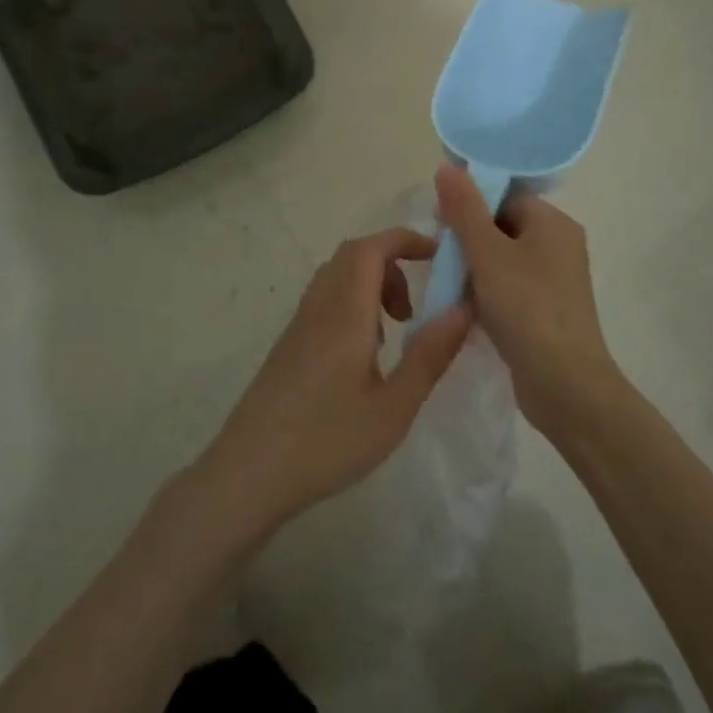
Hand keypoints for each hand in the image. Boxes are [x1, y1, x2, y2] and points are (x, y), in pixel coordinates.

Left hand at [195, 228, 473, 539]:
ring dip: (373, 286)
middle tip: (416, 308)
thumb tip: (463, 307)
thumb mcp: (394, 407)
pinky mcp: (289, 344)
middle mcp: (319, 305)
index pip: (372, 247)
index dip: (407, 240)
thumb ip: (430, 354)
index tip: (440, 257)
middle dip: (393, 264)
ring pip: (338, 277)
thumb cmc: (327, 440)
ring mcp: (299, 323)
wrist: (249, 472)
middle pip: (355, 255)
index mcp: (345, 311)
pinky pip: (326, 300)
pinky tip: (364, 355)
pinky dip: (354, 305)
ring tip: (396, 332)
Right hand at [433, 164, 621, 435]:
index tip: (439, 222)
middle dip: (468, 238)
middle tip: (440, 256)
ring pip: (504, 259)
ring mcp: (555, 280)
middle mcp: (559, 245)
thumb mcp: (487, 253)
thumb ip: (465, 209)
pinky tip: (465, 308)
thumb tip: (448, 167)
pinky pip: (511, 287)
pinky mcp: (547, 310)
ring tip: (449, 283)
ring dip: (474, 268)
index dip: (470, 202)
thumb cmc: (526, 308)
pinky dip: (487, 292)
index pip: (505, 195)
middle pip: (503, 225)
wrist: (565, 384)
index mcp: (553, 223)